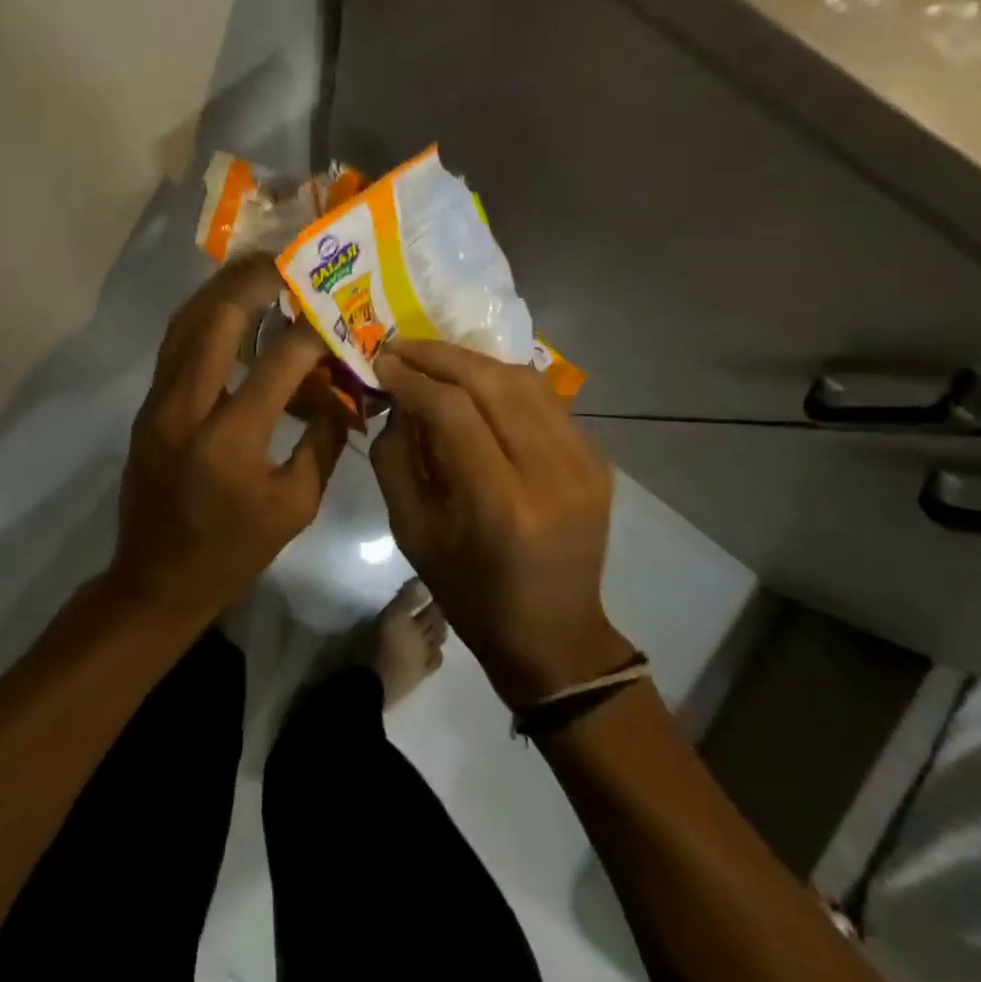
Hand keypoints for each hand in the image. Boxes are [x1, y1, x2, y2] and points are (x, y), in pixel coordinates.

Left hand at [108, 254, 349, 625]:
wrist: (154, 581)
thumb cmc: (234, 552)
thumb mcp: (296, 505)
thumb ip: (323, 441)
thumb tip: (343, 390)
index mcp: (231, 440)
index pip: (279, 363)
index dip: (313, 332)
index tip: (336, 312)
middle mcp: (187, 409)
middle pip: (218, 321)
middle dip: (255, 282)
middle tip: (287, 261)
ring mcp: (159, 403)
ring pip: (186, 323)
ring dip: (222, 289)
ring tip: (257, 268)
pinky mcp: (148, 405)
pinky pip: (175, 344)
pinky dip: (203, 315)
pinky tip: (228, 305)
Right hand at [371, 339, 630, 707]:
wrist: (553, 634)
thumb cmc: (469, 592)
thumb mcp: (411, 532)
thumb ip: (395, 457)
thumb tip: (397, 399)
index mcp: (500, 504)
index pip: (453, 411)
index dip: (413, 379)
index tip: (382, 362)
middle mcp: (550, 474)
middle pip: (493, 382)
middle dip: (440, 355)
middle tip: (402, 347)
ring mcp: (584, 463)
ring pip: (524, 380)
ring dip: (473, 361)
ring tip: (435, 360)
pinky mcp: (598, 460)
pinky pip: (546, 400)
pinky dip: (505, 382)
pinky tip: (477, 384)